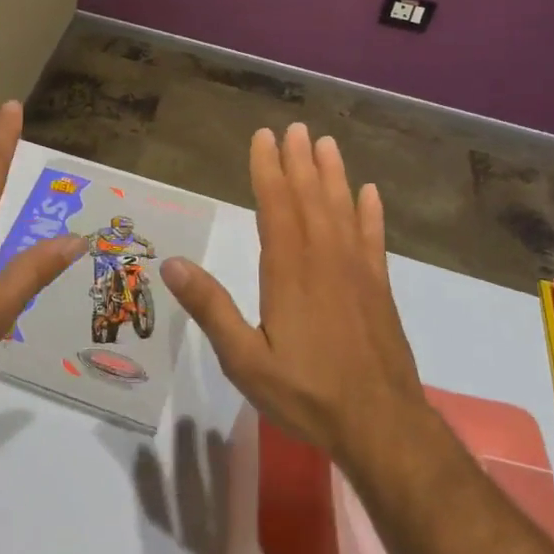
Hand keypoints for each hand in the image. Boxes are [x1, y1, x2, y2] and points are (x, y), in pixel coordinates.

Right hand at [161, 124, 426, 471]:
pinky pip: (374, 239)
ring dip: (333, 174)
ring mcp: (357, 271)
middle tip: (295, 127)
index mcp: (288, 271)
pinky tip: (369, 193)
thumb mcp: (245, 360)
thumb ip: (210, 308)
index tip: (264, 136)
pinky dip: (370, 213)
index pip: (276, 206)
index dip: (268, 169)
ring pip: (342, 209)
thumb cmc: (306, 393)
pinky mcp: (379, 288)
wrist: (382, 426)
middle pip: (310, 198)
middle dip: (300, 161)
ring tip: (327, 144)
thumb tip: (172, 264)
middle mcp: (324, 259)